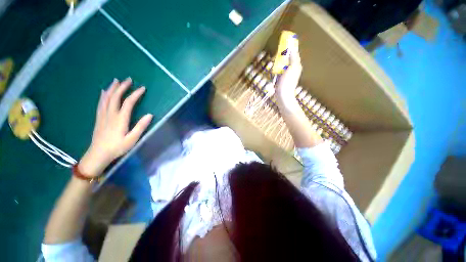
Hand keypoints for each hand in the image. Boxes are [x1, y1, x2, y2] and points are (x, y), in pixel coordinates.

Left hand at [79, 78, 152, 176]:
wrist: (98, 154)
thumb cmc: (117, 147)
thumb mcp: (132, 139)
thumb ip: (141, 126)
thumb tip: (150, 115)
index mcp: (120, 119)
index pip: (128, 102)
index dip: (135, 94)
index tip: (142, 88)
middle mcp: (110, 114)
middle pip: (115, 97)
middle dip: (122, 87)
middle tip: (128, 79)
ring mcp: (103, 115)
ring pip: (106, 98)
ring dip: (112, 88)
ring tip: (116, 80)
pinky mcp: (99, 118)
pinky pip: (100, 103)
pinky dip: (103, 95)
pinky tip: (104, 91)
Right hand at [275, 37, 301, 105]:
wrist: (283, 96)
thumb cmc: (287, 82)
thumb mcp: (292, 68)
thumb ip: (293, 57)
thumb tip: (292, 47)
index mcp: (296, 64)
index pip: (293, 52)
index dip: (291, 46)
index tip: (286, 39)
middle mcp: (292, 69)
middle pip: (288, 58)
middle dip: (283, 54)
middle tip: (279, 52)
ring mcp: (287, 75)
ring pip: (282, 65)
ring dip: (279, 62)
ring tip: (277, 60)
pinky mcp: (281, 80)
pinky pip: (279, 71)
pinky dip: (276, 70)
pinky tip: (274, 72)